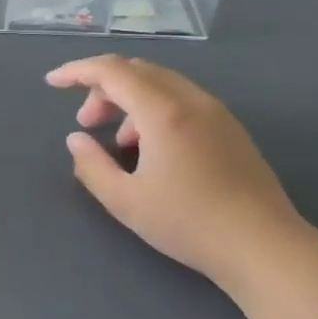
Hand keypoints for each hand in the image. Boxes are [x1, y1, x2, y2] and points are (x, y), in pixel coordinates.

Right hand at [48, 56, 309, 286]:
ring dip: (129, 100)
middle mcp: (190, 100)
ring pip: (160, 83)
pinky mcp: (230, 128)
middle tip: (86, 123)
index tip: (53, 83)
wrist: (265, 247)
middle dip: (102, 88)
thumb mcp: (126, 201)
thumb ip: (92, 166)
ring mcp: (215, 111)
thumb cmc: (189, 223)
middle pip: (136, 71)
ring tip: (118, 142)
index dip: (77, 72)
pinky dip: (154, 109)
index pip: (111, 71)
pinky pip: (181, 100)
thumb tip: (76, 140)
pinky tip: (152, 149)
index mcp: (163, 111)